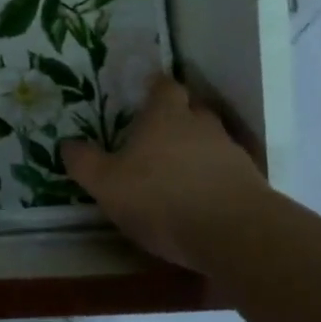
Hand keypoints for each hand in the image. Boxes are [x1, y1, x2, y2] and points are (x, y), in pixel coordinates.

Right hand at [60, 74, 275, 270]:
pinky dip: (216, 180)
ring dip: (198, 151)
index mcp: (165, 116)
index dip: (155, 88)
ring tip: (179, 172)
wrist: (236, 235)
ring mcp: (231, 154)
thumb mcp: (107, 184)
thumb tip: (67, 144)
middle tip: (158, 135)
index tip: (145, 94)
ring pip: (212, 141)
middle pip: (193, 110)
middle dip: (178, 118)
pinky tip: (203, 200)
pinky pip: (229, 172)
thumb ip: (85, 162)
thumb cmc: (162, 198)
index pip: (164, 86)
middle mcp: (201, 125)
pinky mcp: (253, 184)